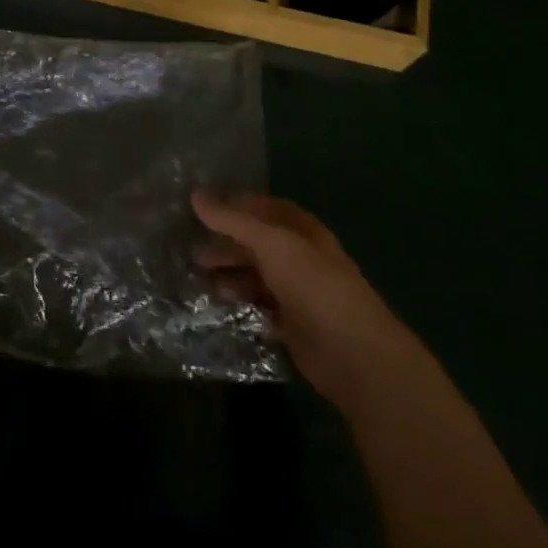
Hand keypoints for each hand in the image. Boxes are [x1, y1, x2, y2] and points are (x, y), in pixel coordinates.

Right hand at [192, 191, 409, 411]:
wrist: (353, 354)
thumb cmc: (313, 286)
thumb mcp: (271, 244)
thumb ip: (233, 220)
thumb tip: (194, 193)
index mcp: (303, 231)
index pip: (265, 208)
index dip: (236, 206)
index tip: (201, 210)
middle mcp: (302, 257)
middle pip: (258, 244)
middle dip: (227, 245)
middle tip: (193, 252)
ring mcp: (299, 293)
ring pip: (258, 277)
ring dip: (231, 276)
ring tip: (201, 280)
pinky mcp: (295, 326)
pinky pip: (262, 308)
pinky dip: (243, 305)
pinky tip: (221, 306)